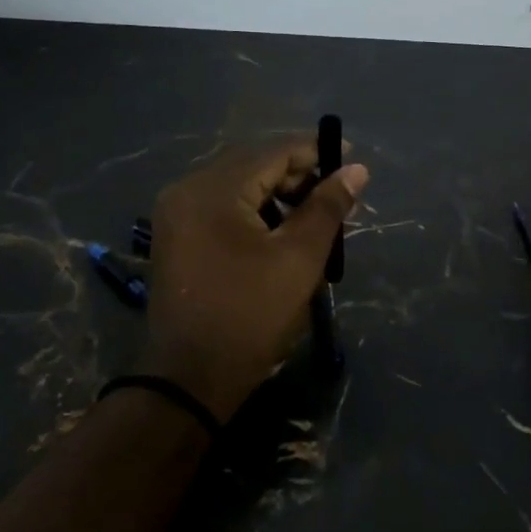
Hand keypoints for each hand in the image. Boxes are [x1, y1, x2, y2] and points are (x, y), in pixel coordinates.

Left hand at [140, 137, 369, 420]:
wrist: (190, 379)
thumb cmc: (251, 315)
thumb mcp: (299, 259)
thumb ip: (327, 207)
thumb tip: (356, 170)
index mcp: (213, 190)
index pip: (272, 153)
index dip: (314, 152)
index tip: (350, 159)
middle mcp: (186, 190)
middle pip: (251, 165)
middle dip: (296, 175)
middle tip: (334, 196)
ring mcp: (175, 214)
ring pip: (235, 187)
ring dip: (274, 194)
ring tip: (310, 218)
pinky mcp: (174, 238)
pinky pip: (219, 208)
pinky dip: (251, 212)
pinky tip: (276, 233)